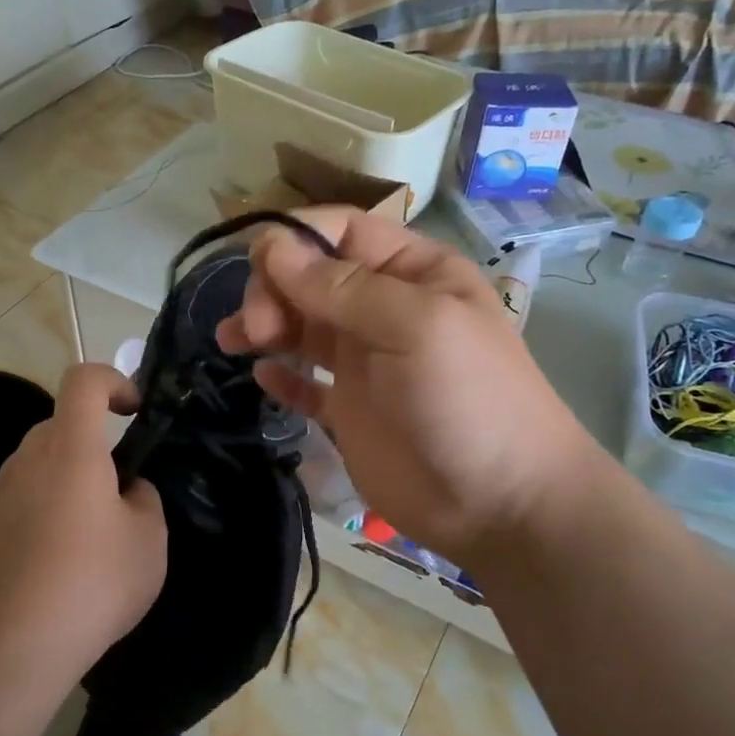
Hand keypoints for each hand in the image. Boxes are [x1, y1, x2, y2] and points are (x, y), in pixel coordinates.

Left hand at [0, 364, 166, 684]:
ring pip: (29, 475)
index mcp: (71, 451)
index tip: (131, 412)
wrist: (13, 650)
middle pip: (56, 431)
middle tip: (111, 497)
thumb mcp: (150, 542)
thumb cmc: (93, 583)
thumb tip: (127, 490)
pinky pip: (4, 517)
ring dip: (55, 491)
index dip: (112, 381)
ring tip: (75, 548)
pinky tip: (36, 578)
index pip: (83, 380)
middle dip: (87, 449)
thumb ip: (144, 500)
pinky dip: (25, 529)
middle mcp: (24, 464)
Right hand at [215, 208, 599, 564]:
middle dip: (274, 288)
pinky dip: (280, 374)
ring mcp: (364, 361)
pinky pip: (304, 382)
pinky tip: (261, 375)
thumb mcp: (416, 326)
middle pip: (311, 277)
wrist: (500, 504)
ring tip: (234, 340)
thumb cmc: (468, 399)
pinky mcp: (348, 410)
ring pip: (300, 325)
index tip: (256, 263)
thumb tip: (274, 246)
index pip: (342, 231)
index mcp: (411, 272)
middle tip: (257, 327)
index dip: (296, 237)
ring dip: (263, 324)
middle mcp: (383, 309)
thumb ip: (343, 287)